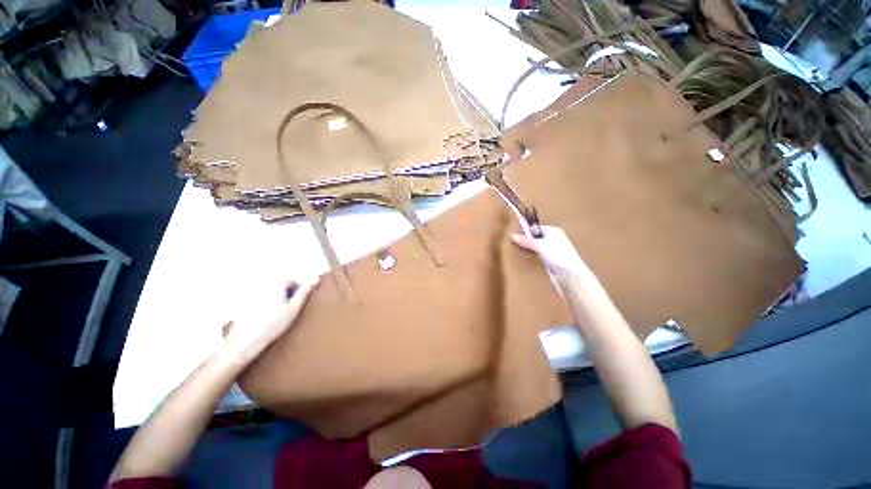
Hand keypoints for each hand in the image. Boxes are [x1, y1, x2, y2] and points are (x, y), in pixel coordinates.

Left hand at [223, 277, 319, 357]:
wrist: (246, 340)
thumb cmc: (274, 324)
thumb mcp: (294, 307)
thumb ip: (305, 291)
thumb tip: (316, 278)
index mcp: (276, 283)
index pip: (292, 280)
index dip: (297, 291)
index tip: (297, 304)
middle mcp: (263, 284)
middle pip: (280, 284)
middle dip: (286, 293)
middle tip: (288, 309)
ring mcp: (251, 293)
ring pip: (270, 292)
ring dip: (275, 298)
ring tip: (277, 314)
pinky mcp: (243, 303)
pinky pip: (259, 299)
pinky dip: (264, 304)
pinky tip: (265, 317)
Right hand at [512, 225, 588, 276]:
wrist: (569, 274)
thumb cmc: (556, 255)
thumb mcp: (539, 245)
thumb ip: (526, 241)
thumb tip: (513, 236)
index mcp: (553, 231)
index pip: (536, 228)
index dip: (526, 231)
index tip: (516, 236)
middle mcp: (554, 238)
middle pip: (536, 237)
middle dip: (526, 241)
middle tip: (517, 244)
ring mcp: (552, 250)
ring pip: (536, 246)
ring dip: (529, 249)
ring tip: (521, 251)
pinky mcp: (551, 260)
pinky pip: (538, 255)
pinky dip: (532, 255)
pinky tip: (527, 257)